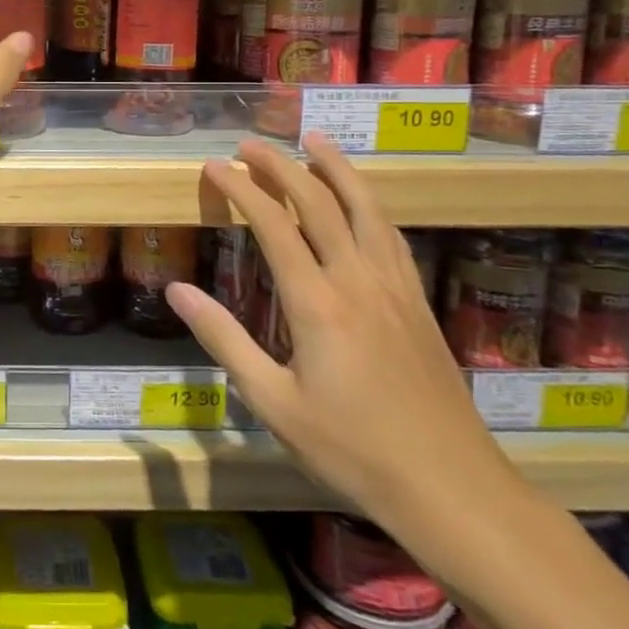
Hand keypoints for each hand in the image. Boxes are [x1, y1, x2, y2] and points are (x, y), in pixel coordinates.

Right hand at [166, 135, 522, 536]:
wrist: (450, 487)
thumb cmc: (351, 449)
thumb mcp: (273, 402)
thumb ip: (223, 339)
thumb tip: (177, 290)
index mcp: (316, 302)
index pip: (273, 224)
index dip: (240, 188)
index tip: (214, 166)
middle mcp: (357, 280)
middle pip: (318, 202)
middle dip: (280, 165)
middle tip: (250, 143)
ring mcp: (394, 288)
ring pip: (365, 208)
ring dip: (336, 169)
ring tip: (314, 140)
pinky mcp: (418, 302)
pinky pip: (390, 235)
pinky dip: (368, 203)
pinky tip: (362, 201)